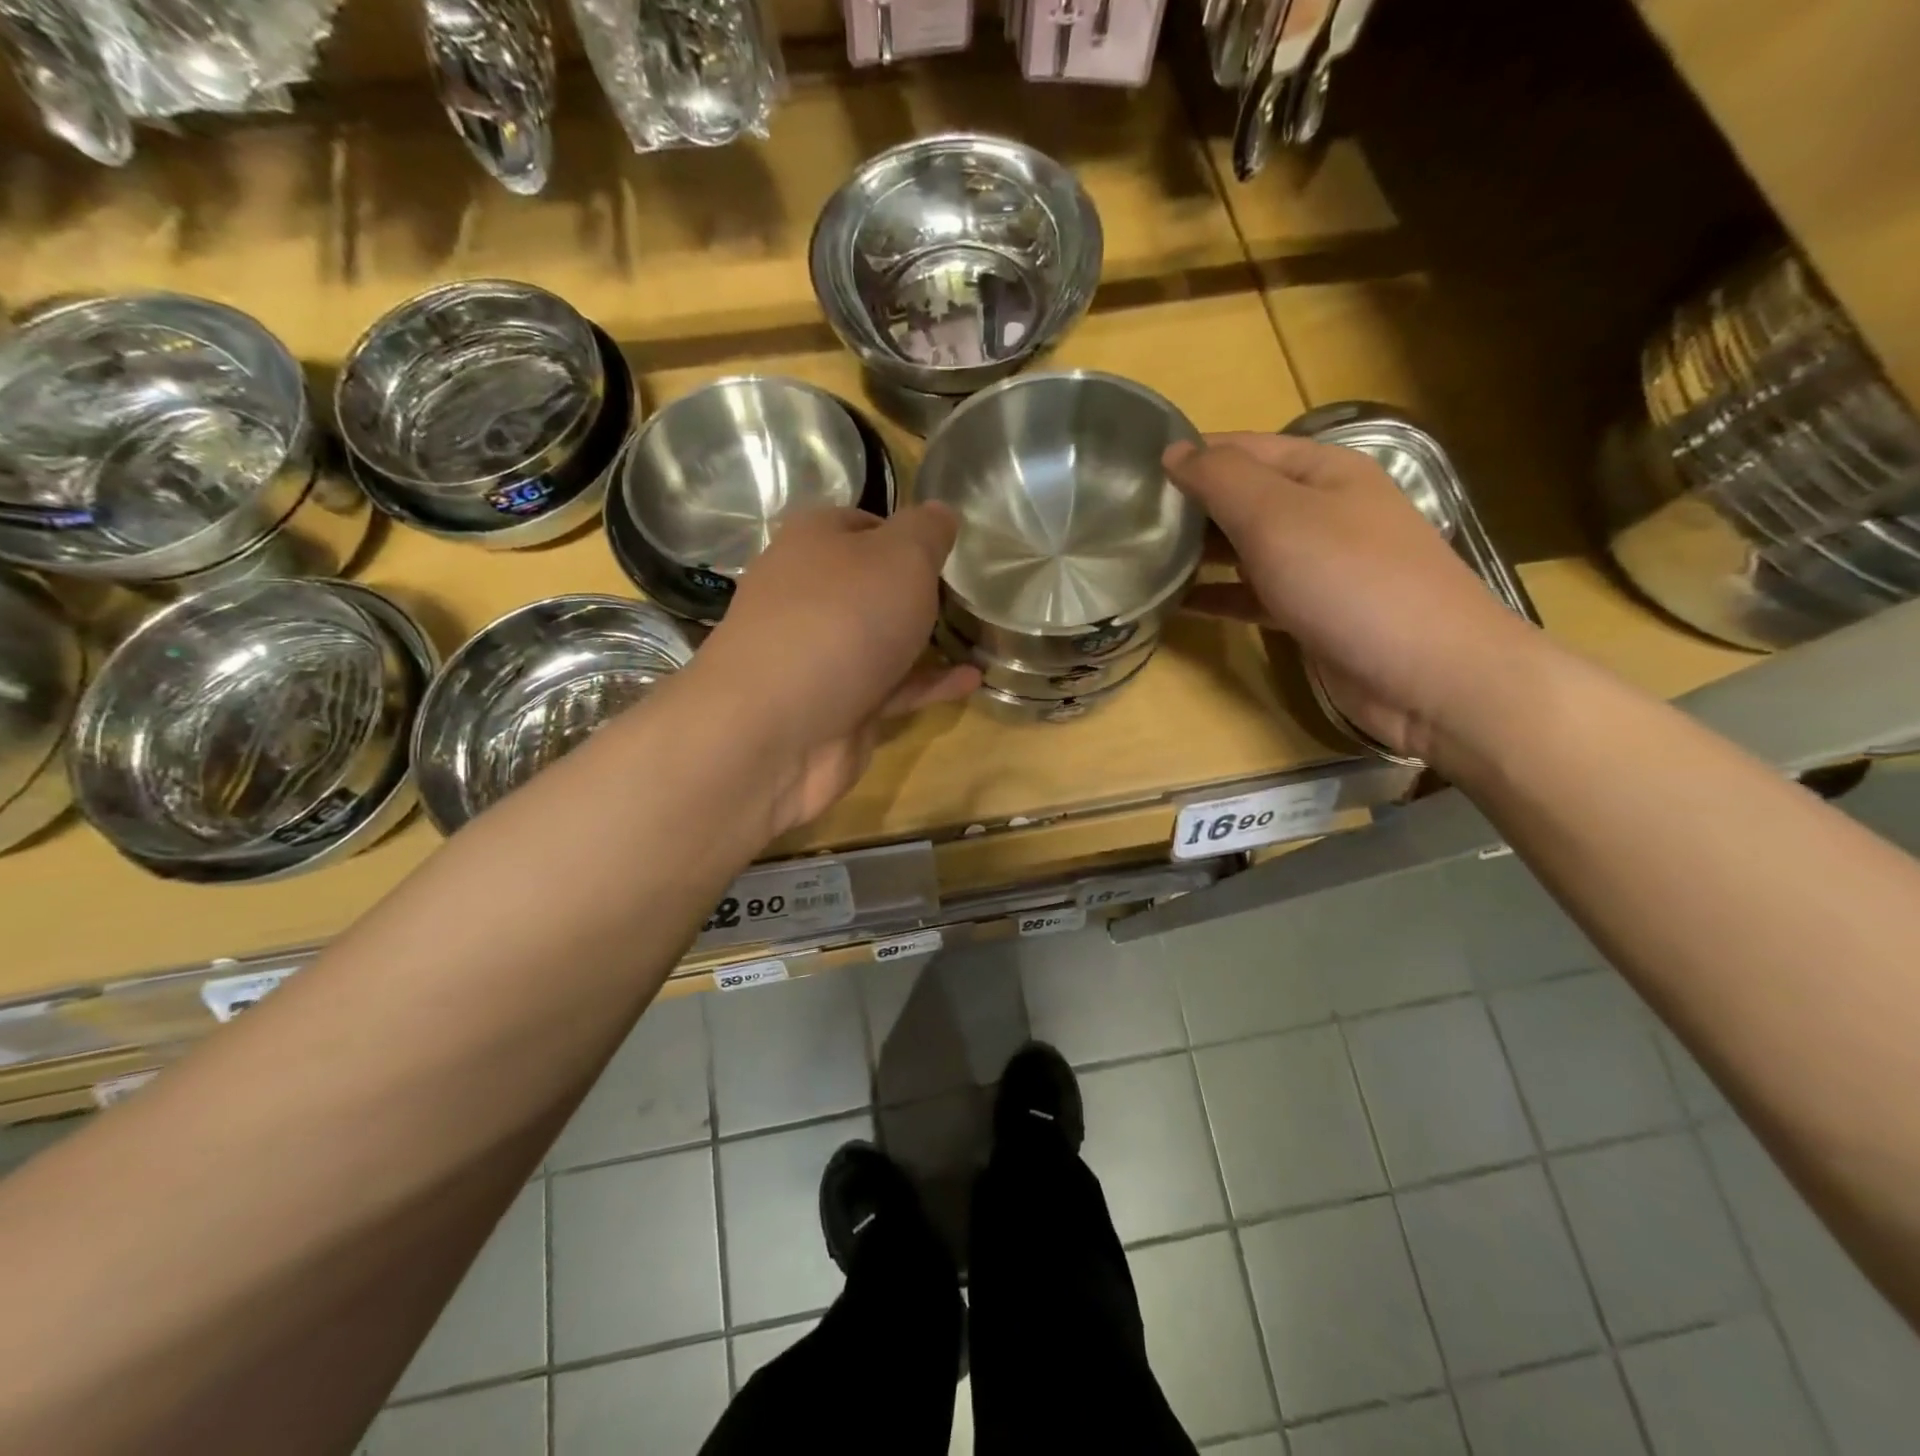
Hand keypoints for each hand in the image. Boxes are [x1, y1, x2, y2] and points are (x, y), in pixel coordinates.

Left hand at [686, 504, 978, 835]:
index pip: (864, 523)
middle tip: (970, 596)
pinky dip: (928, 682)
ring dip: (927, 640)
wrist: (780, 726)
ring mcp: (820, 654)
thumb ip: (927, 532)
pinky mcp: (837, 704)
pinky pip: (891, 686)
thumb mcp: (902, 556)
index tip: (950, 552)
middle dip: (918, 591)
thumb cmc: (844, 619)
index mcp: (814, 542)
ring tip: (979, 638)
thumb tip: (939, 512)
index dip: (908, 533)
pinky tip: (972, 680)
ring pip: (881, 639)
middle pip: (871, 584)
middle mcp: (810, 593)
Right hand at [1165, 432, 1540, 761]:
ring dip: (1199, 554)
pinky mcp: (1311, 612)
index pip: (1242, 448)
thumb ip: (1222, 480)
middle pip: (1243, 497)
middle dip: (1189, 507)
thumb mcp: (1278, 516)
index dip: (1190, 456)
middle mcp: (1321, 510)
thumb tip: (1173, 452)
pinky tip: (1178, 605)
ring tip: (1142, 561)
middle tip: (1126, 523)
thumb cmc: (1350, 580)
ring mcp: (1318, 563)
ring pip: (1245, 548)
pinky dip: (1219, 597)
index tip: (1131, 476)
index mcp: (1322, 469)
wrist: (1427, 673)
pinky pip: (1253, 594)